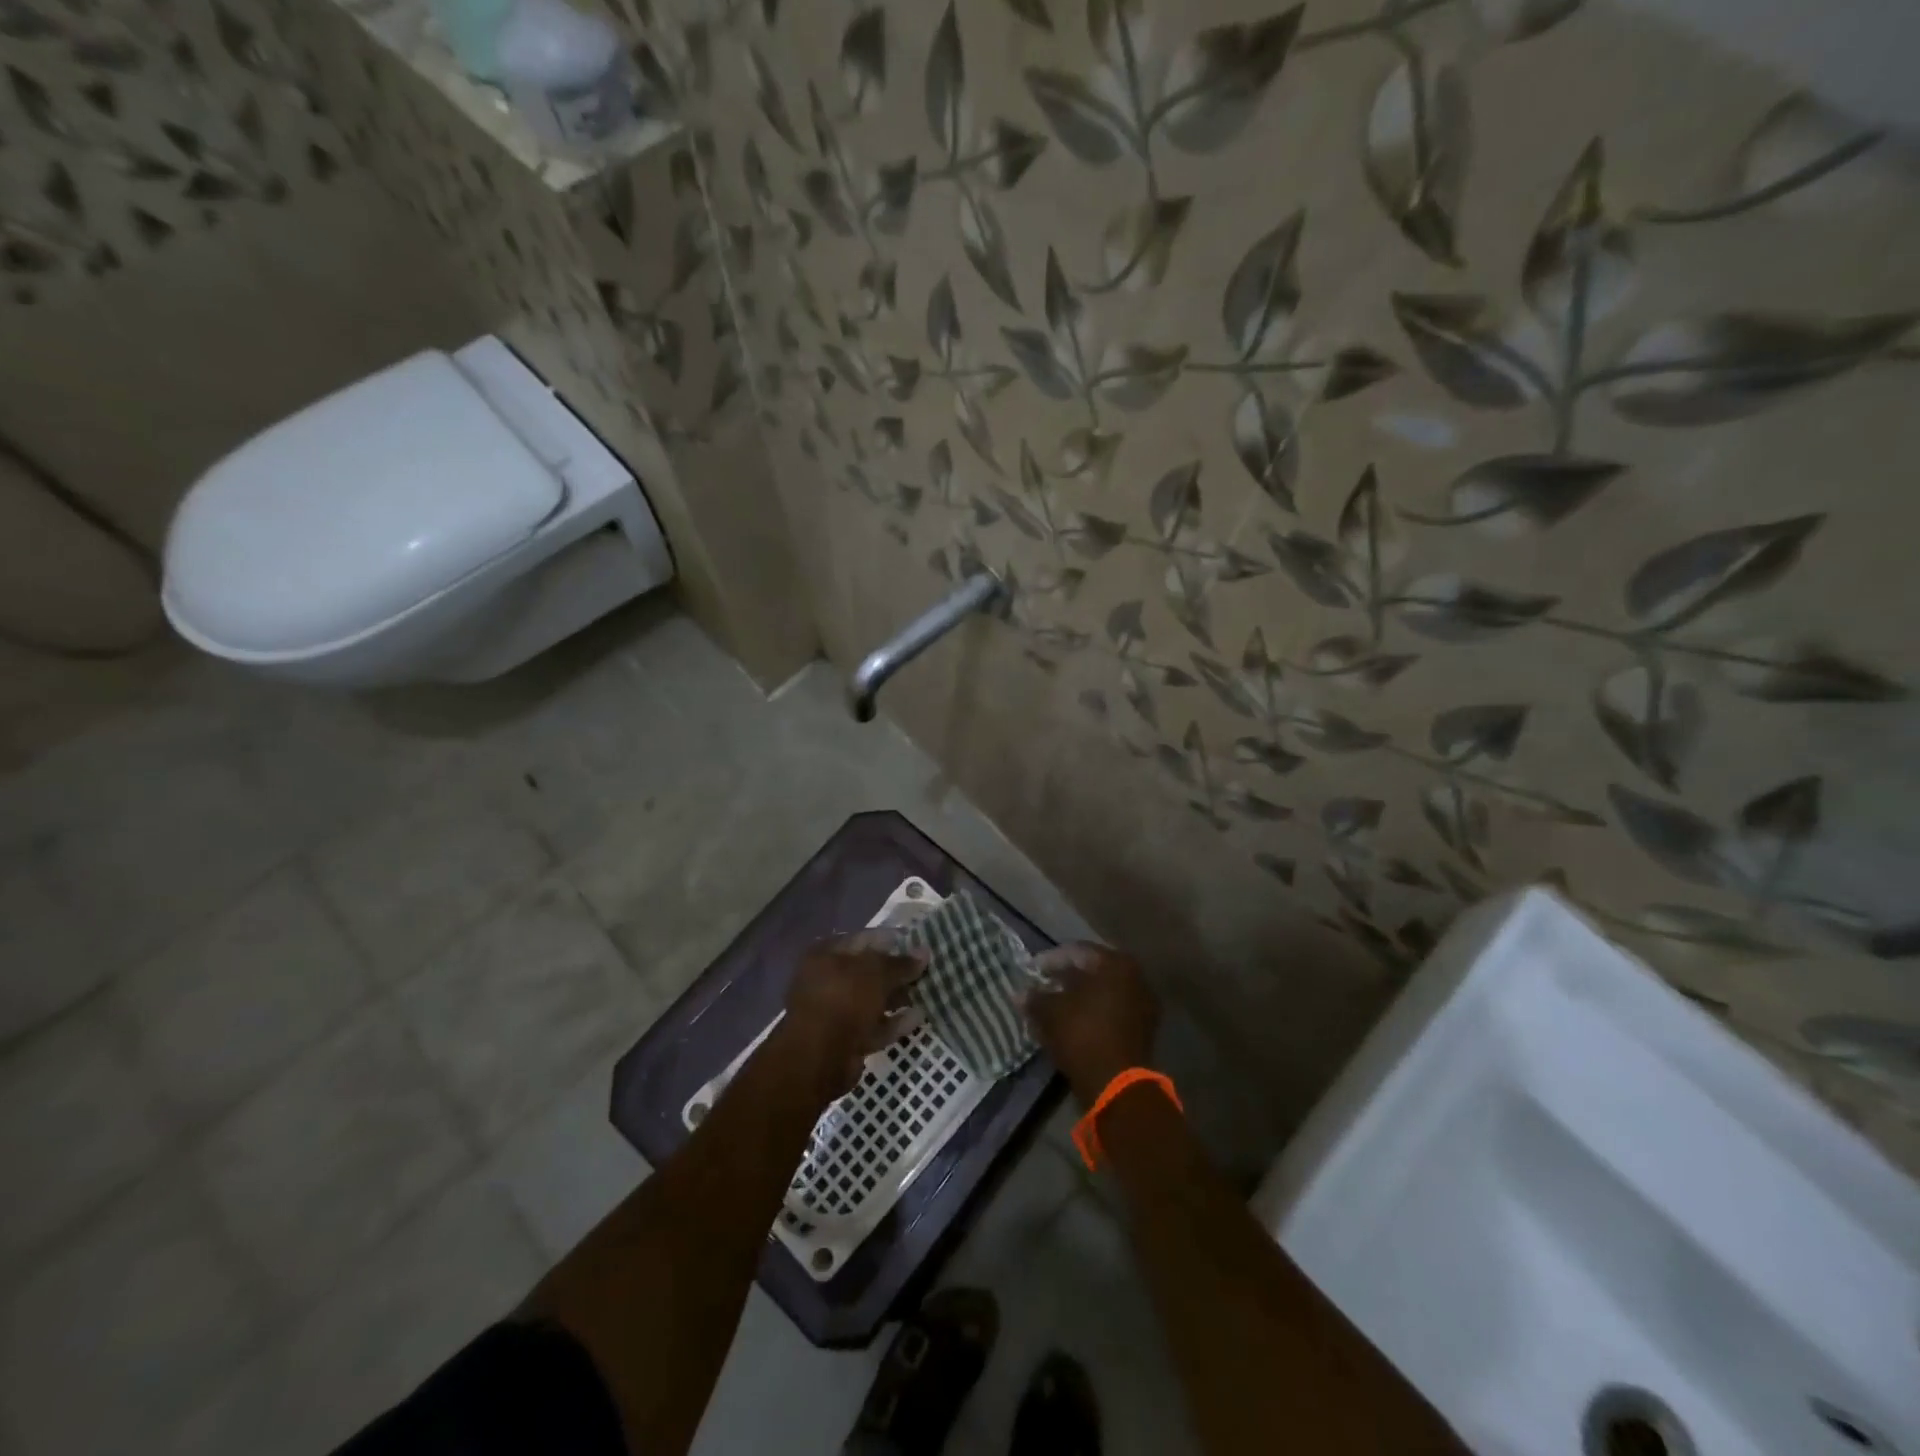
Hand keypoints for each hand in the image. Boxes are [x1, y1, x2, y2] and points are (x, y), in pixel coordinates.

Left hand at [775, 931, 926, 1099]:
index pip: (865, 938)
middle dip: (897, 971)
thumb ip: (901, 963)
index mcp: (826, 954)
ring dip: (897, 996)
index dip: (893, 939)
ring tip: (928, 992)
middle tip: (927, 969)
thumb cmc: (844, 1000)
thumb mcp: (877, 973)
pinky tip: (918, 1017)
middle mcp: (827, 979)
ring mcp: (834, 1011)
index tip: (920, 943)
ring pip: (872, 999)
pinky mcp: (844, 1039)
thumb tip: (925, 951)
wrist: (818, 1058)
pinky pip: (873, 1025)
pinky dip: (893, 1022)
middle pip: (868, 970)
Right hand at [1023, 942, 1158, 1105]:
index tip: (1030, 970)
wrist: (1116, 1084)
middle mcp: (1136, 978)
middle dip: (1064, 980)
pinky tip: (1069, 1025)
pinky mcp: (1142, 1031)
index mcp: (1117, 963)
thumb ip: (1035, 998)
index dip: (1049, 960)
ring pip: (1101, 995)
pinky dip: (1090, 1016)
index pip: (1077, 952)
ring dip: (1076, 999)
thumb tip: (1019, 994)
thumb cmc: (1083, 1034)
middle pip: (1092, 972)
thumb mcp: (1051, 1012)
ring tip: (1051, 1008)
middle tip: (1041, 987)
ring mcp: (1143, 1005)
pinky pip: (1110, 1014)